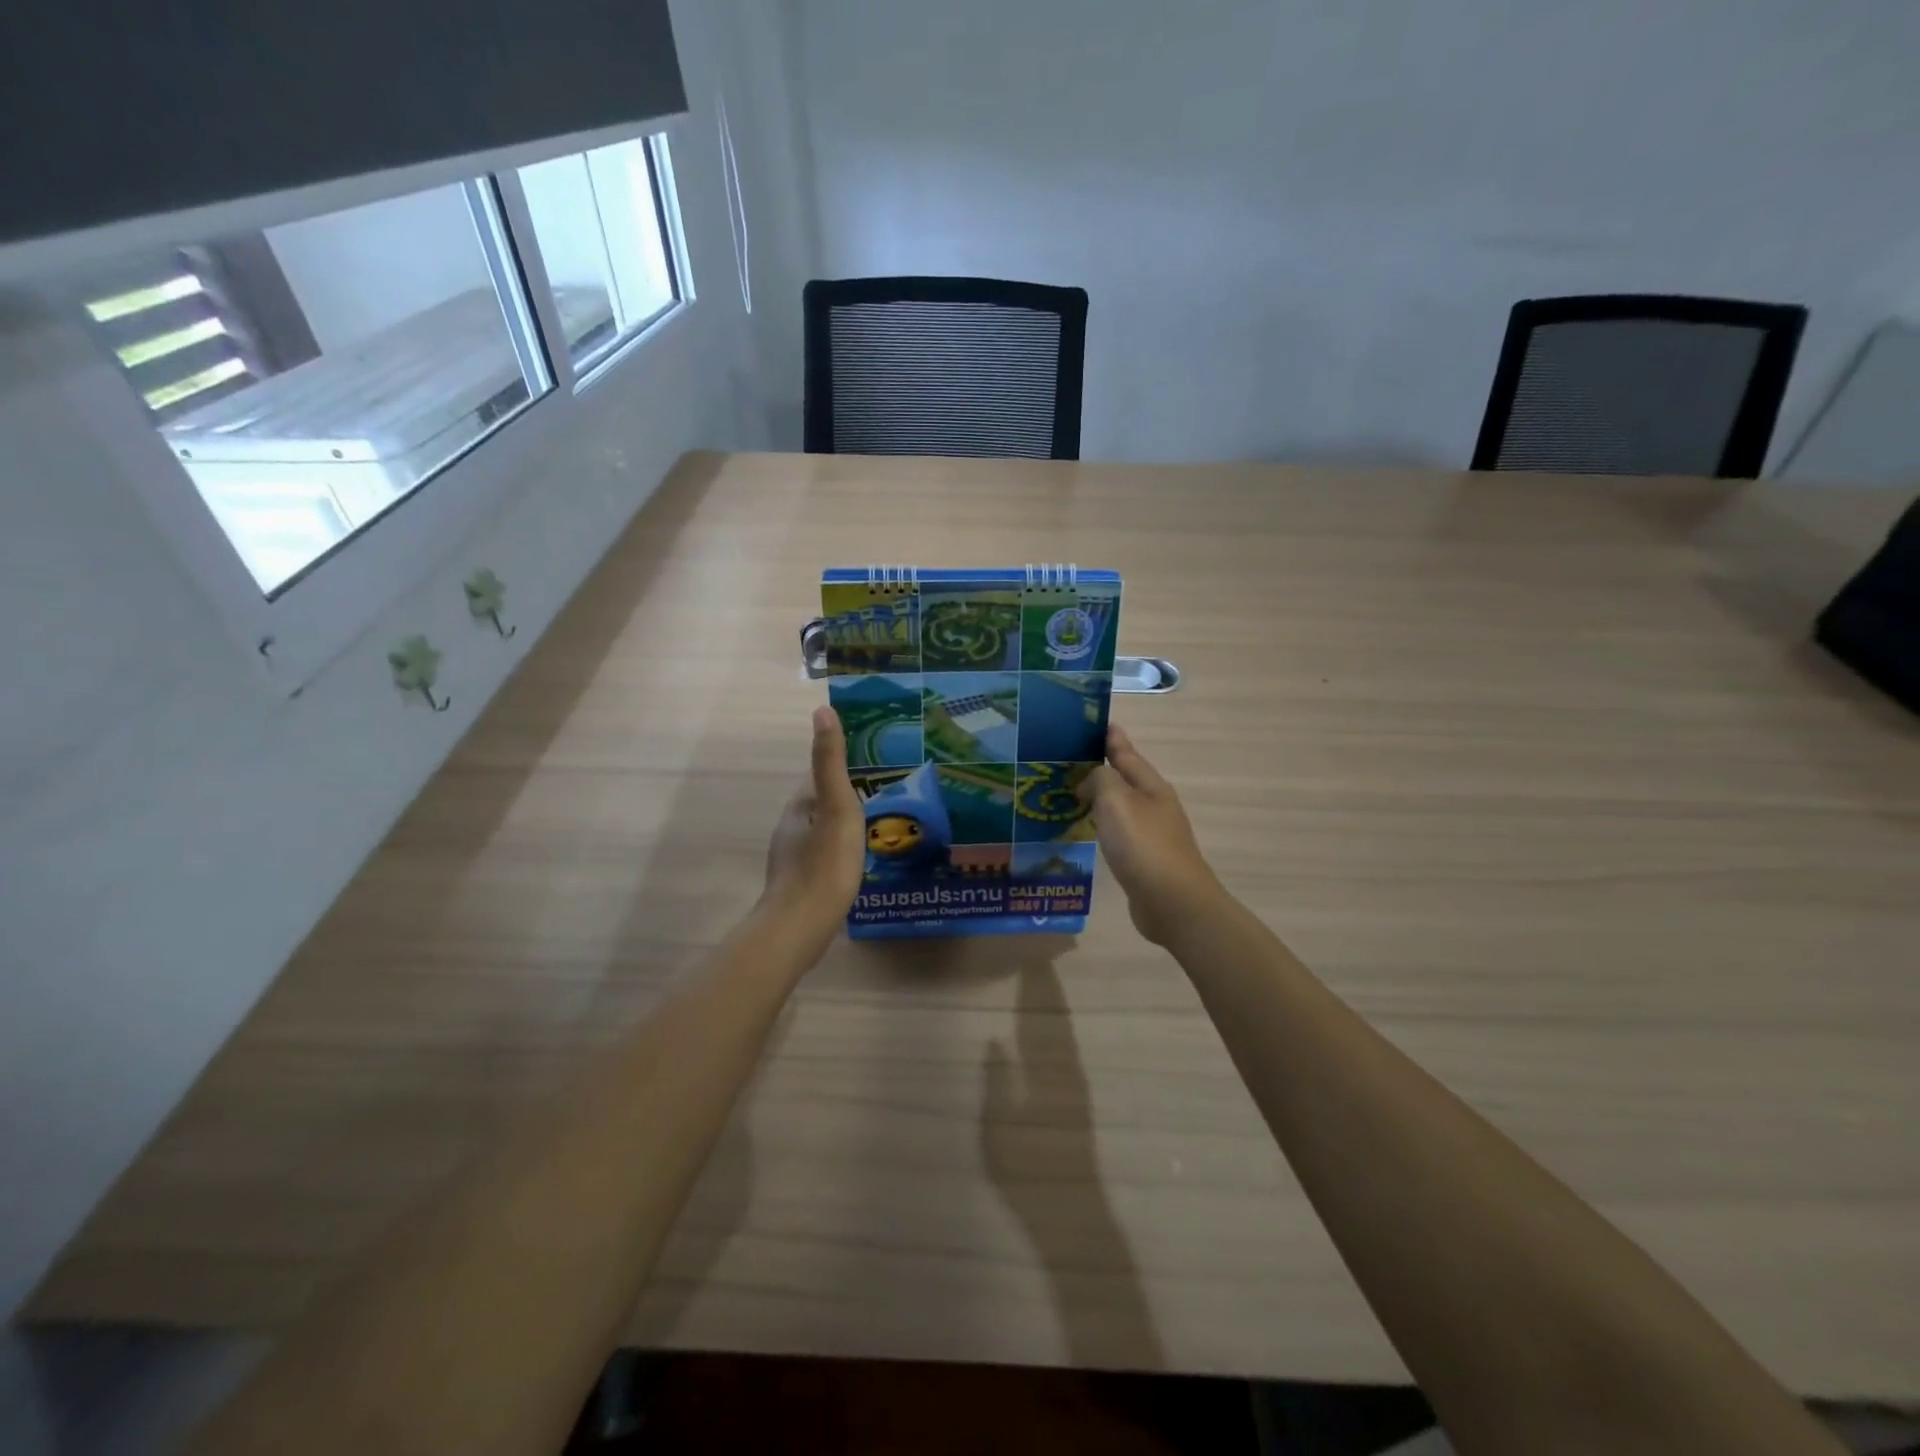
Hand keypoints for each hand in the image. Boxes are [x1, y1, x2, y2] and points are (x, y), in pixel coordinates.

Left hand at [761, 706, 866, 945]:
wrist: (800, 929)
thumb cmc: (823, 865)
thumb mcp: (836, 808)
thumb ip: (830, 763)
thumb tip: (822, 710)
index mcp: (798, 809)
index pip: (818, 777)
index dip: (841, 767)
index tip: (872, 764)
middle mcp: (790, 830)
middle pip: (819, 804)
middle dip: (845, 797)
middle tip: (882, 796)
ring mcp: (793, 860)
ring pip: (821, 832)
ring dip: (842, 826)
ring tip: (875, 828)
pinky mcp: (800, 885)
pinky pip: (822, 857)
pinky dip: (839, 852)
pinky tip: (856, 863)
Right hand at [1088, 724, 1223, 945]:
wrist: (1173, 903)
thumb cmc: (1143, 846)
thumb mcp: (1117, 801)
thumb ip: (1101, 779)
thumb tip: (1093, 778)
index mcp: (1150, 786)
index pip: (1126, 752)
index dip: (1110, 737)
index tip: (1092, 723)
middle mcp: (1154, 805)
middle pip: (1124, 778)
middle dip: (1100, 767)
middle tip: (1067, 760)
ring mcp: (1152, 833)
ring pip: (1120, 805)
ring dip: (1099, 796)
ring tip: (1071, 792)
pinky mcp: (1144, 859)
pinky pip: (1118, 831)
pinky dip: (1102, 824)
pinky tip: (1087, 829)